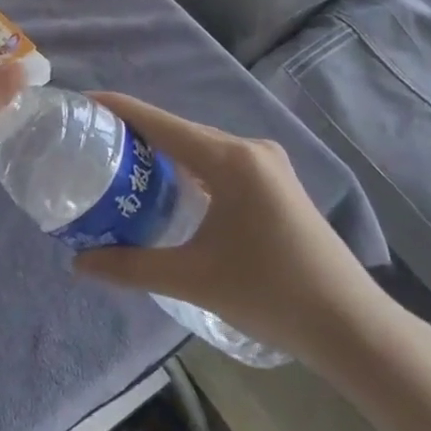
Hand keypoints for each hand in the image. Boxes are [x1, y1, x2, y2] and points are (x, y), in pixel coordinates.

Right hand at [72, 93, 389, 371]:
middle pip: (180, 132)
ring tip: (122, 165)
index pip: (160, 122)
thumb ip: (131, 266)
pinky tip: (170, 188)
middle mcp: (249, 149)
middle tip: (93, 145)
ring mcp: (268, 165)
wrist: (352, 326)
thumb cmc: (271, 295)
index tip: (83, 103)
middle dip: (137, 134)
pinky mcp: (277, 183)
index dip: (119, 109)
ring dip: (164, 154)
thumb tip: (78, 263)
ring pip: (201, 148)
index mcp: (230, 159)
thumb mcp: (193, 279)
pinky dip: (190, 170)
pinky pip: (220, 163)